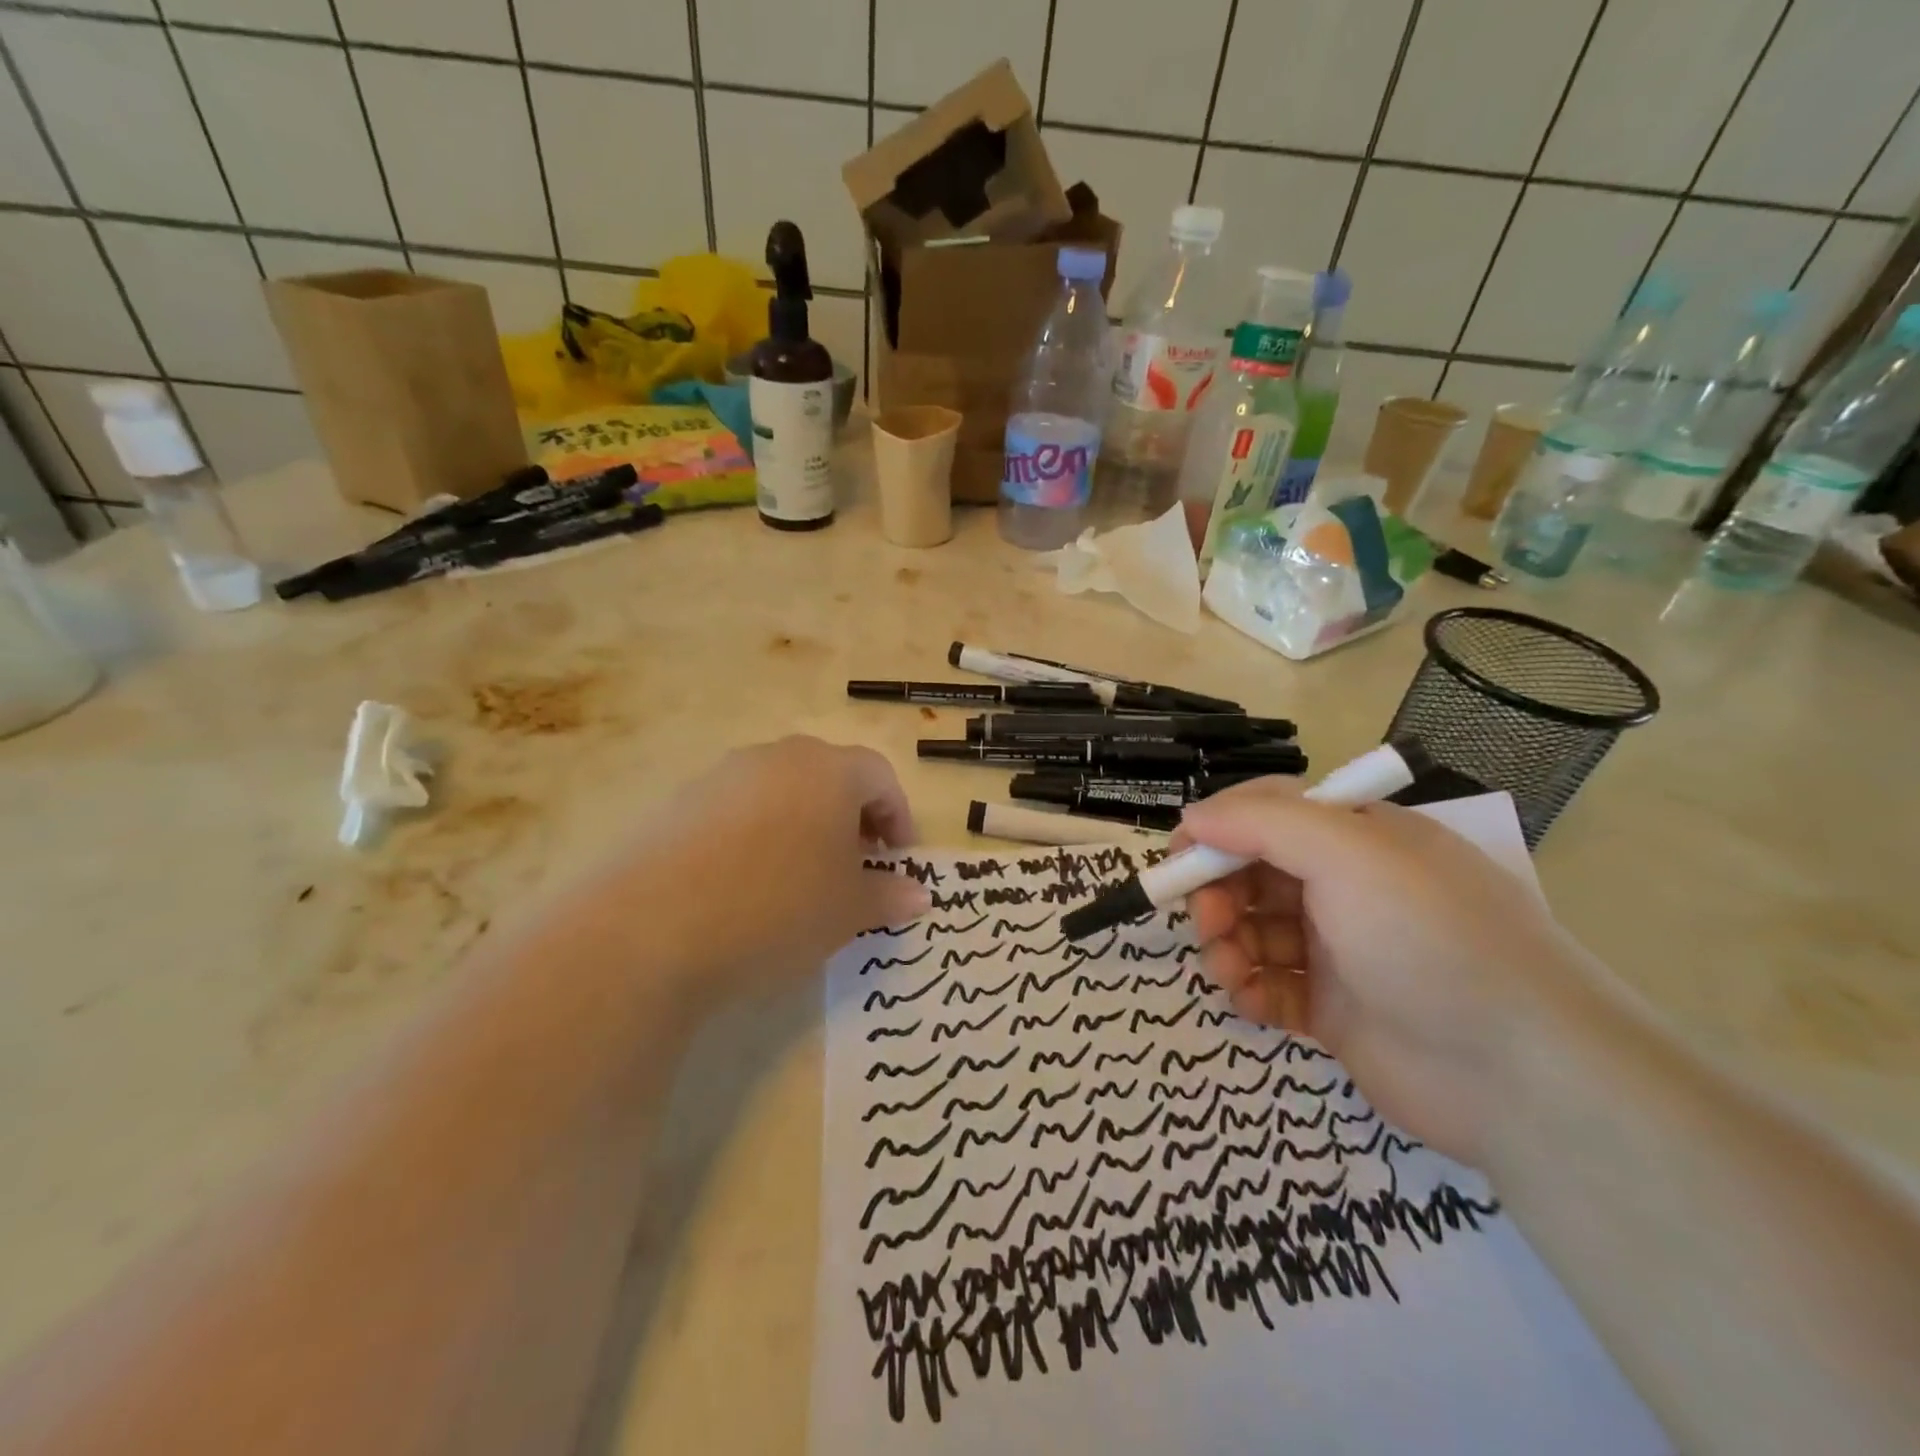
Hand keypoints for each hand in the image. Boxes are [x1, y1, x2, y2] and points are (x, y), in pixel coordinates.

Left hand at [562, 738, 930, 1007]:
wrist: (653, 927)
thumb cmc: (778, 907)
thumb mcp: (848, 910)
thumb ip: (888, 895)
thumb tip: (917, 894)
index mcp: (828, 769)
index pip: (880, 776)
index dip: (898, 816)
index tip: (899, 860)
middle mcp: (776, 757)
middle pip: (829, 776)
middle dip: (852, 820)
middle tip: (856, 868)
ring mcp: (722, 776)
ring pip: (782, 791)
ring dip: (804, 826)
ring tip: (801, 878)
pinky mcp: (679, 803)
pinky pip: (737, 810)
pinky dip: (758, 835)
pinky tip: (746, 883)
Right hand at [1177, 780, 1615, 1166]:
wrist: (1523, 1075)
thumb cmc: (1430, 938)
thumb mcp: (1348, 855)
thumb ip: (1262, 824)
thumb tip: (1192, 819)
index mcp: (1359, 839)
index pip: (1270, 813)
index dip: (1219, 829)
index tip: (1178, 855)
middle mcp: (1349, 888)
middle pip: (1255, 873)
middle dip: (1218, 892)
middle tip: (1206, 921)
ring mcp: (1342, 951)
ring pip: (1255, 931)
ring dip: (1227, 944)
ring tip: (1228, 970)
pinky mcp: (1336, 1010)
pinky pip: (1271, 986)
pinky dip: (1250, 989)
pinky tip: (1250, 1000)